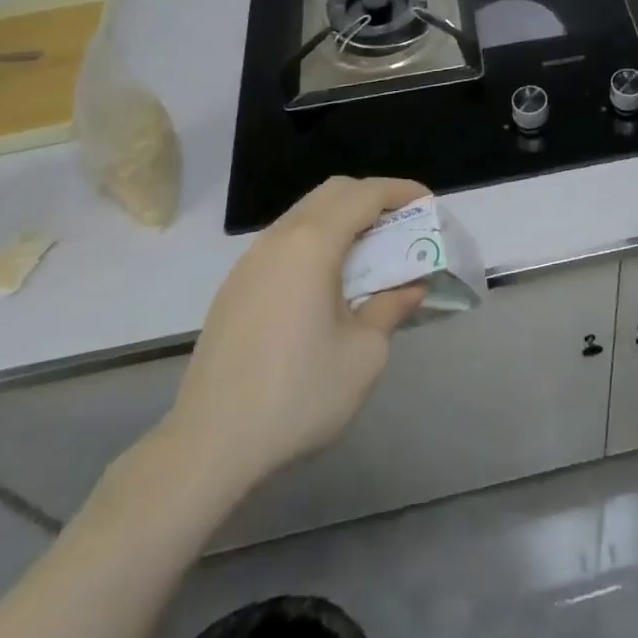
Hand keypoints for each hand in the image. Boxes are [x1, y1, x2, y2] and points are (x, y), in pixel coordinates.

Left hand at [158, 175, 430, 510]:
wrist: (209, 446)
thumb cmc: (298, 395)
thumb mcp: (363, 355)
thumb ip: (390, 308)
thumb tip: (410, 288)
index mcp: (313, 244)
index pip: (366, 195)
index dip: (401, 191)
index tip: (428, 202)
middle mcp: (280, 238)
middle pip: (333, 192)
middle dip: (372, 197)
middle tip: (401, 223)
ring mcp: (251, 260)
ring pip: (305, 213)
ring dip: (342, 218)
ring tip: (370, 250)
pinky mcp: (235, 286)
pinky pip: (285, 240)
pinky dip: (316, 239)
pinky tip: (327, 280)